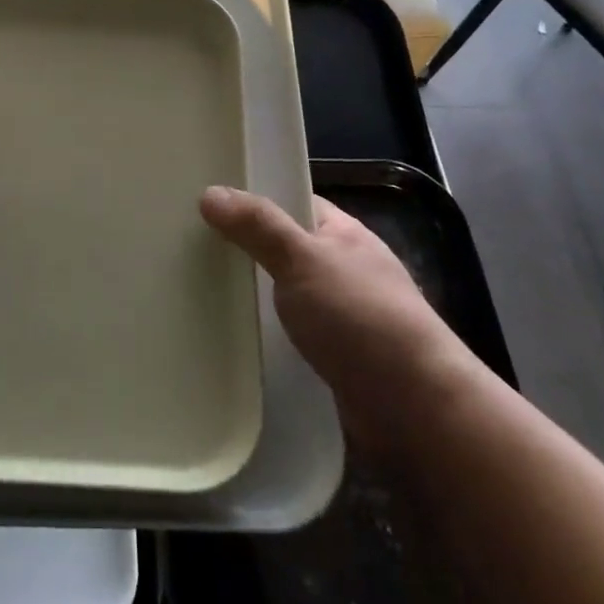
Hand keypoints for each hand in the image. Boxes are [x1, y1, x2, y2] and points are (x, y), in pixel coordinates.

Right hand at [200, 187, 450, 422]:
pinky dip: (263, 334)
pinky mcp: (333, 358)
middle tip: (187, 247)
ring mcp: (341, 316)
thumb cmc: (361, 318)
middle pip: (283, 250)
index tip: (204, 201)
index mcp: (343, 233)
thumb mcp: (303, 259)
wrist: (416, 410)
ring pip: (283, 295)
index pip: (291, 202)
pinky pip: (288, 335)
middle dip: (244, 251)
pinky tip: (229, 337)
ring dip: (251, 297)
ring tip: (195, 291)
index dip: (252, 198)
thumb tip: (210, 192)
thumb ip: (258, 226)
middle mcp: (343, 269)